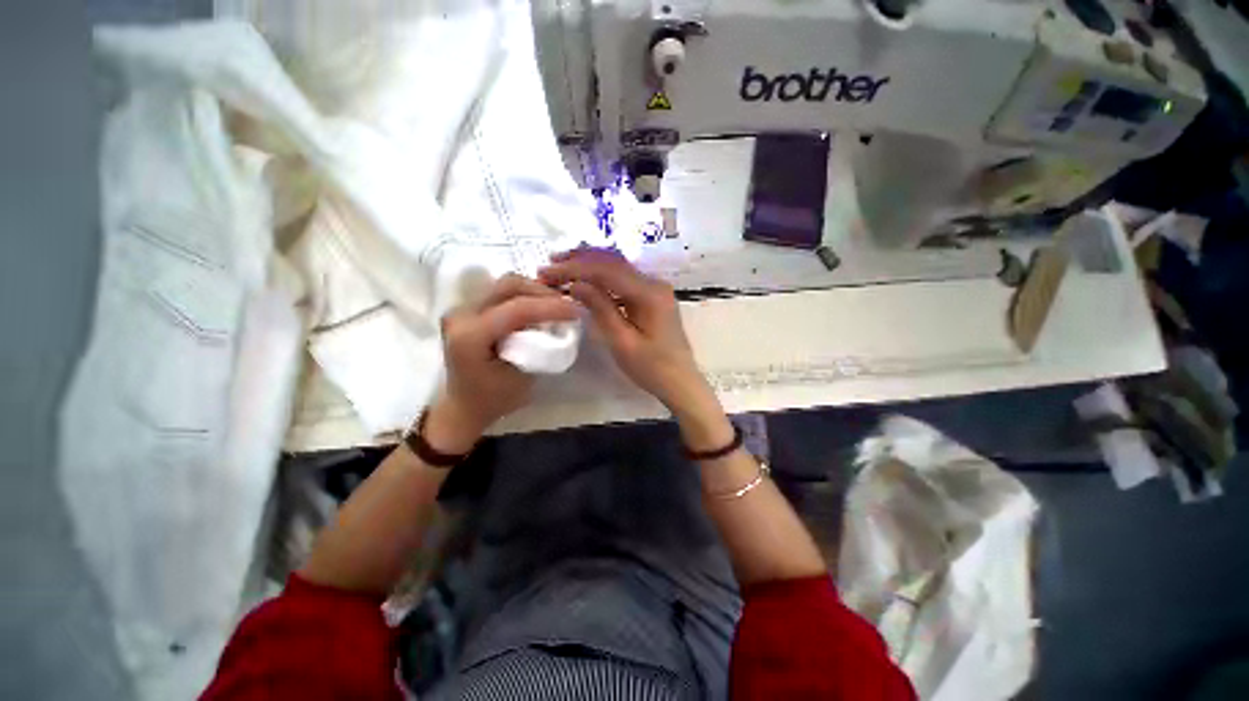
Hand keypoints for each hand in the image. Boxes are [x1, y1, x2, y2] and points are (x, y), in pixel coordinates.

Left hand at [423, 274, 577, 453]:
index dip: (551, 307)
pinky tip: (538, 306)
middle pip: (509, 286)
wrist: (463, 406)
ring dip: (535, 291)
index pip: (516, 309)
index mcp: (470, 336)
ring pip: (506, 285)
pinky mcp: (469, 309)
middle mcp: (461, 315)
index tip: (577, 311)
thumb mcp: (523, 378)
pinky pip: (502, 292)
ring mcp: (462, 309)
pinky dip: (525, 295)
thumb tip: (559, 325)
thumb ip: (539, 347)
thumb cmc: (494, 400)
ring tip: (556, 306)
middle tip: (567, 306)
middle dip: (543, 293)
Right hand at [539, 249, 719, 423]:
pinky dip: (601, 278)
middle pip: (613, 261)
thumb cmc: (652, 368)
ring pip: (618, 268)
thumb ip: (600, 309)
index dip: (575, 268)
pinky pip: (623, 280)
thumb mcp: (622, 342)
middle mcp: (654, 282)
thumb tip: (575, 284)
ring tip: (561, 268)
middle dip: (579, 260)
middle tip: (550, 263)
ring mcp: (655, 288)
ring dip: (589, 266)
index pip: (607, 270)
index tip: (548, 271)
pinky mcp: (652, 296)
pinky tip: (585, 282)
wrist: (680, 381)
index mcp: (650, 293)